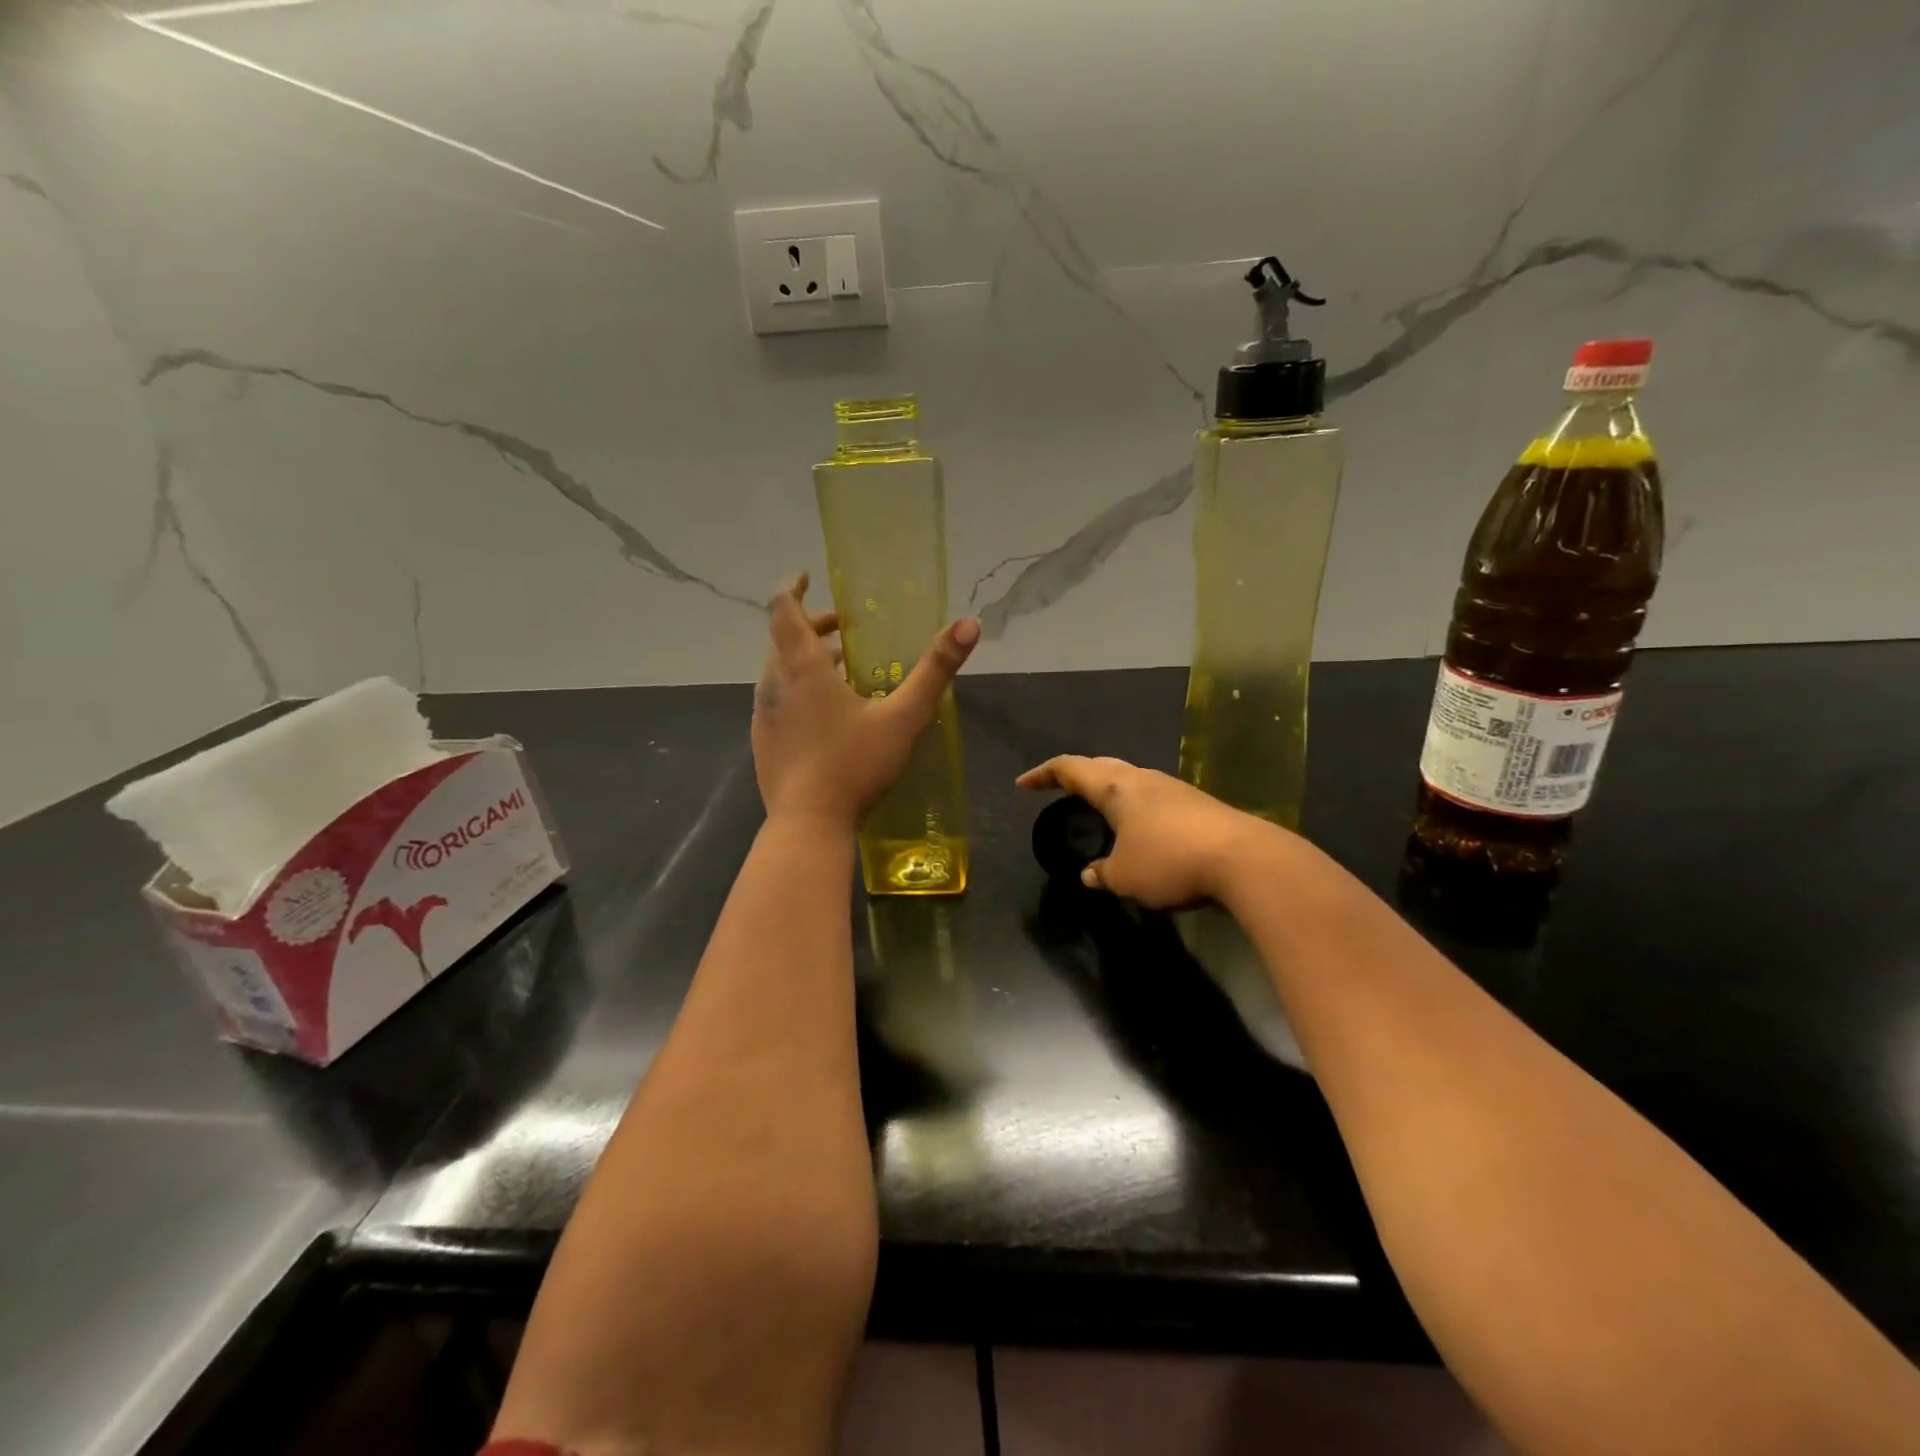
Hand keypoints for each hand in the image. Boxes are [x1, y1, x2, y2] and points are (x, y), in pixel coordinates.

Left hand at [753, 575, 978, 830]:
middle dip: (812, 625)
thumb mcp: (904, 716)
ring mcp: (764, 715)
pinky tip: (826, 714)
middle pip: (783, 638)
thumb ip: (936, 670)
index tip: (808, 576)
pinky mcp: (763, 742)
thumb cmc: (855, 765)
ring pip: (778, 671)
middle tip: (846, 628)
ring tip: (842, 668)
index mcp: (801, 667)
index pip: (782, 609)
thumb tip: (969, 623)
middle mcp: (774, 684)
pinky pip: (778, 700)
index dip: (792, 587)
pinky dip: (798, 689)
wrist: (808, 825)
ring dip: (806, 659)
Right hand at [1015, 755, 1274, 907]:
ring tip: (1096, 807)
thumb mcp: (1125, 876)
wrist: (1245, 859)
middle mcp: (1142, 779)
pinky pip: (1151, 797)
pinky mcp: (1196, 804)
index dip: (1043, 774)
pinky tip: (1138, 828)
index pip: (1070, 769)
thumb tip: (1090, 874)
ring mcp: (1173, 788)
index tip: (1023, 784)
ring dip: (1107, 789)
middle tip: (1058, 788)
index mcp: (1116, 788)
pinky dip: (1132, 805)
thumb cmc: (1170, 861)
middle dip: (1075, 775)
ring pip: (1129, 779)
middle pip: (1101, 766)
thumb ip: (1102, 873)